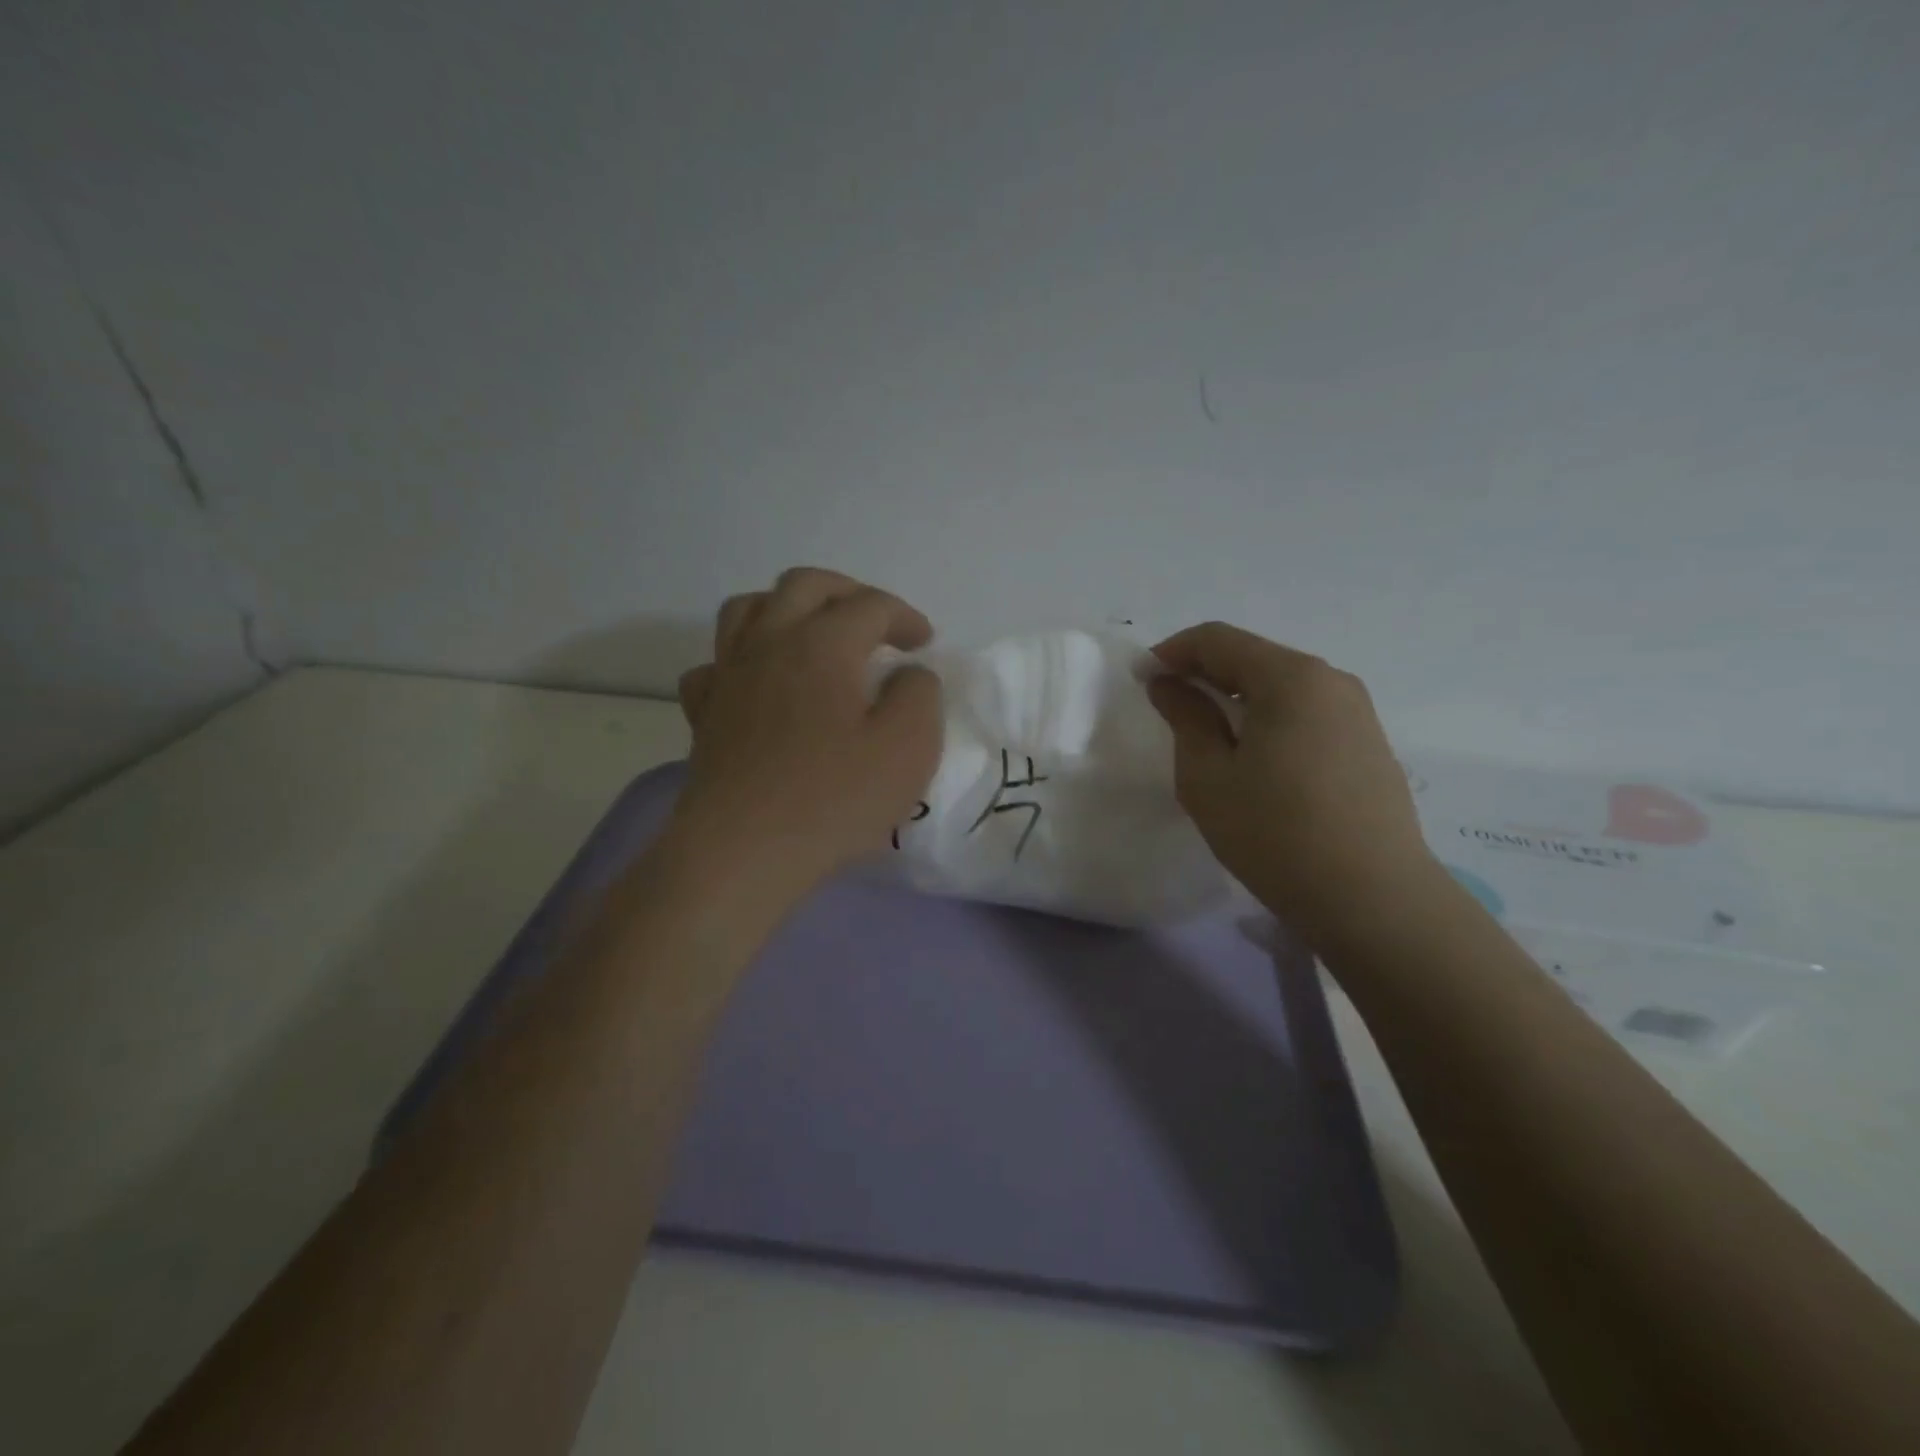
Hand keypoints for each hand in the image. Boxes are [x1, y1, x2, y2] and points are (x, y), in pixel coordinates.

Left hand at [672, 568, 943, 891]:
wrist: (742, 852)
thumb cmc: (833, 798)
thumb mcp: (908, 746)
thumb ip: (919, 694)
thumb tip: (907, 674)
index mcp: (822, 643)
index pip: (870, 605)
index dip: (904, 617)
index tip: (925, 644)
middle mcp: (769, 642)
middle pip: (804, 585)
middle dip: (848, 593)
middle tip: (876, 623)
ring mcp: (729, 675)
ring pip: (749, 608)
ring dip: (788, 608)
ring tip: (813, 634)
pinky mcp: (705, 713)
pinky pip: (716, 663)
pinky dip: (742, 659)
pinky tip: (759, 683)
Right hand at [1147, 622, 1437, 943]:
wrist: (1373, 899)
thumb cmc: (1275, 834)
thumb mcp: (1208, 777)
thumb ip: (1185, 718)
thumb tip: (1168, 683)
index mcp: (1290, 678)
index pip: (1218, 639)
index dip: (1172, 651)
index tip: (1141, 677)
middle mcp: (1331, 680)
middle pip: (1254, 657)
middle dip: (1204, 672)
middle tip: (1168, 705)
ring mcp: (1357, 712)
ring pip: (1282, 686)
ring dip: (1237, 696)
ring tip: (1208, 733)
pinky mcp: (1369, 744)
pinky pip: (1307, 712)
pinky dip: (1269, 718)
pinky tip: (1255, 758)